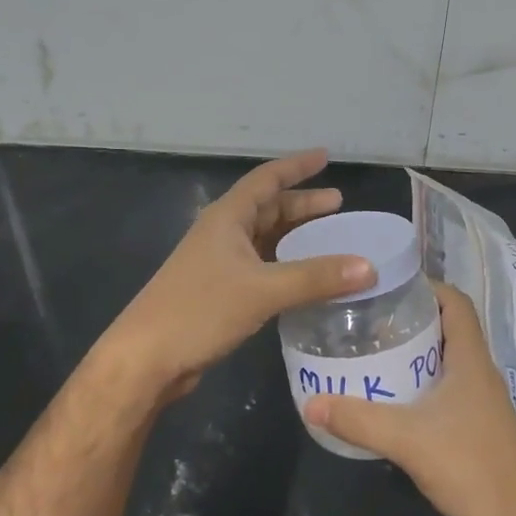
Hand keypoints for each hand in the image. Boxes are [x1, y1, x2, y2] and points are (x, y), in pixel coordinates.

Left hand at [97, 150, 374, 401]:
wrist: (146, 358)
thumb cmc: (200, 310)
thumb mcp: (263, 290)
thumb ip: (316, 278)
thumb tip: (369, 268)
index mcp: (227, 218)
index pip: (267, 179)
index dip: (297, 167)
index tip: (326, 157)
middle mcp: (222, 233)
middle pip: (267, 208)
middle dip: (302, 205)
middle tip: (339, 206)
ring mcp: (218, 263)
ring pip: (264, 239)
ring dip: (294, 237)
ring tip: (329, 239)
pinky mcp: (218, 291)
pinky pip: (261, 267)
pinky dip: (285, 266)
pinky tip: (305, 279)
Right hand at [304, 282, 515, 515]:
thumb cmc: (472, 468)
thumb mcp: (408, 440)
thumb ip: (359, 421)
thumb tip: (310, 402)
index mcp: (471, 360)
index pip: (456, 302)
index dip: (426, 286)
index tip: (387, 285)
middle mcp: (479, 372)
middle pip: (447, 327)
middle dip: (410, 318)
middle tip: (367, 319)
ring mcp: (481, 401)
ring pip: (446, 359)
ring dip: (414, 351)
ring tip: (372, 351)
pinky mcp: (477, 425)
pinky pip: (446, 387)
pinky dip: (420, 382)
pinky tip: (392, 398)